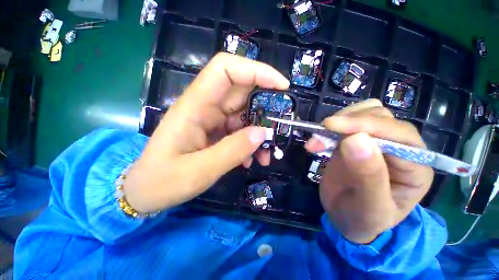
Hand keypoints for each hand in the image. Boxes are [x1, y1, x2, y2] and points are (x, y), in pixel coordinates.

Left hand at [124, 53, 288, 212]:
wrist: (147, 192)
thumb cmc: (164, 181)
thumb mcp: (199, 171)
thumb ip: (232, 151)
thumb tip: (262, 134)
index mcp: (195, 107)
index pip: (226, 70)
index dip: (256, 71)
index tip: (282, 86)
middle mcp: (205, 107)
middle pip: (241, 92)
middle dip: (265, 107)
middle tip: (279, 127)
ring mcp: (212, 120)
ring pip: (244, 114)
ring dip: (259, 132)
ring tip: (266, 155)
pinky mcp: (216, 132)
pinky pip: (240, 131)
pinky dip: (250, 143)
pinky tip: (252, 160)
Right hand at [305, 99, 433, 243]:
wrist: (345, 218)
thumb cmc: (362, 219)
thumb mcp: (369, 207)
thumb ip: (369, 176)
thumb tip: (356, 139)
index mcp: (415, 167)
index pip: (399, 134)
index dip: (366, 125)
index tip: (332, 126)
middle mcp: (399, 148)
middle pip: (380, 117)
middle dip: (346, 123)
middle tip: (319, 136)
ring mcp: (374, 142)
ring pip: (363, 113)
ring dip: (336, 123)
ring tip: (316, 141)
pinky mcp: (353, 141)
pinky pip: (344, 124)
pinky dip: (328, 129)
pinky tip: (317, 141)